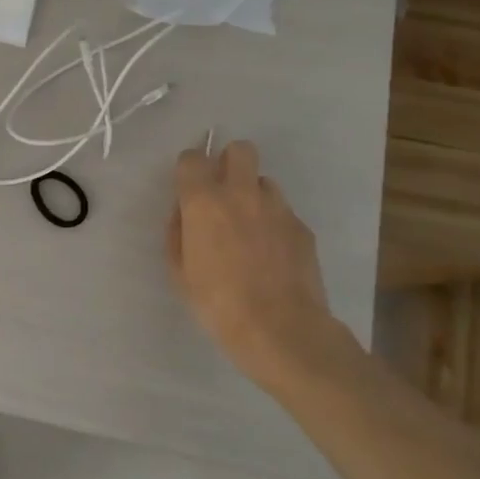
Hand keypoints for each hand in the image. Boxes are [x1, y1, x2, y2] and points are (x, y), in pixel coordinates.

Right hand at [166, 139, 341, 382]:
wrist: (280, 328)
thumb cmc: (216, 302)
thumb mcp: (179, 270)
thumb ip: (177, 233)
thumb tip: (183, 215)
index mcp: (204, 202)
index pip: (192, 158)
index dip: (187, 169)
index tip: (186, 189)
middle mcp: (241, 194)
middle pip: (240, 150)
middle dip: (228, 162)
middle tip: (221, 193)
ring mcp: (278, 209)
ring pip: (264, 181)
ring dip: (252, 194)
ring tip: (247, 226)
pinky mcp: (302, 228)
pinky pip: (282, 212)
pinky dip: (272, 222)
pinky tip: (269, 253)